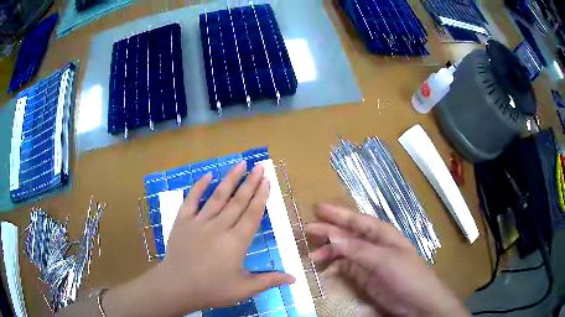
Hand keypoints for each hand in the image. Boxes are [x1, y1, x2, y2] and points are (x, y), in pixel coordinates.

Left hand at [103, 162, 294, 316]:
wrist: (177, 286)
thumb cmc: (212, 289)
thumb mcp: (244, 289)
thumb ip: (269, 280)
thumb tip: (295, 278)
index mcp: (236, 241)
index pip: (252, 214)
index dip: (261, 196)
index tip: (267, 181)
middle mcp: (220, 226)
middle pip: (238, 201)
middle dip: (250, 182)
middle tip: (259, 166)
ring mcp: (199, 221)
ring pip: (218, 196)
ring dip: (230, 179)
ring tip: (240, 164)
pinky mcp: (183, 221)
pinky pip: (192, 200)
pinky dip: (199, 187)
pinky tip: (207, 175)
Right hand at [307, 204, 469, 316]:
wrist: (417, 302)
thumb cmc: (406, 276)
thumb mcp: (384, 261)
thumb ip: (358, 249)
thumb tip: (333, 236)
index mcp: (382, 235)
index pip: (357, 220)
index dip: (339, 213)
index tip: (318, 208)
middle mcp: (373, 245)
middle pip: (347, 234)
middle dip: (327, 231)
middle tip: (305, 230)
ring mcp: (368, 261)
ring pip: (343, 251)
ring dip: (327, 252)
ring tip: (310, 257)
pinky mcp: (364, 276)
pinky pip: (344, 268)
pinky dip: (333, 267)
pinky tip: (322, 269)